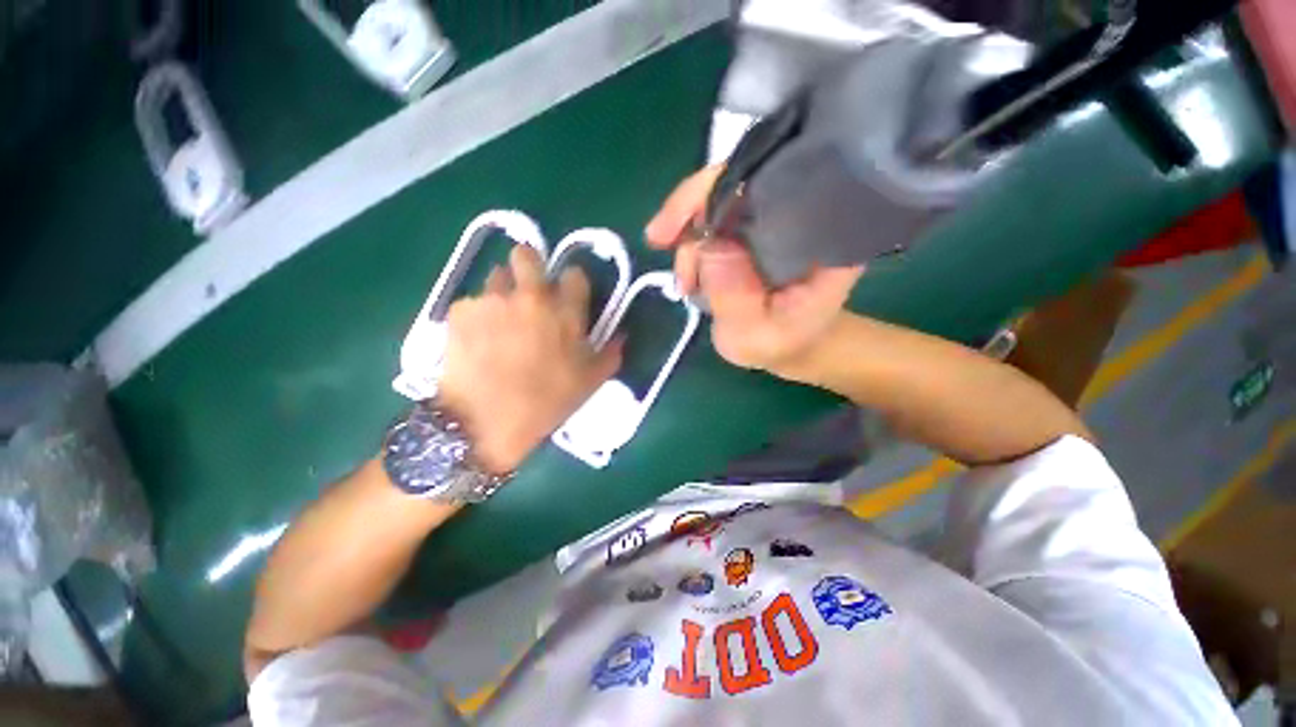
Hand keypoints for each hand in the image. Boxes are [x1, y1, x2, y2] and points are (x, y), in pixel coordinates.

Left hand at [437, 246, 622, 473]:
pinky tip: (477, 340)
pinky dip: (477, 315)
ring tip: (501, 320)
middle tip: (529, 290)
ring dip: (503, 291)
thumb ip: (611, 353)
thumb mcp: (590, 382)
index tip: (567, 297)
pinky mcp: (460, 310)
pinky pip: (472, 302)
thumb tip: (621, 335)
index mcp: (565, 312)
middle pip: (527, 254)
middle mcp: (530, 296)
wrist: (487, 422)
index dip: (571, 283)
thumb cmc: (547, 401)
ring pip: (497, 275)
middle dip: (529, 266)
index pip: (574, 274)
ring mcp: (492, 300)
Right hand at [646, 166, 862, 377]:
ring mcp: (773, 217)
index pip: (775, 183)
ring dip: (689, 236)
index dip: (725, 189)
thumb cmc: (781, 344)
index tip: (685, 221)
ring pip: (721, 199)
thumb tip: (707, 241)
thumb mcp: (756, 335)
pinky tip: (688, 276)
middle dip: (692, 207)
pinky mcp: (753, 228)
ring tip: (684, 284)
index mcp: (820, 234)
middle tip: (658, 238)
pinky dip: (692, 242)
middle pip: (742, 180)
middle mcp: (801, 212)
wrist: (792, 345)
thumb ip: (734, 296)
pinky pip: (715, 219)